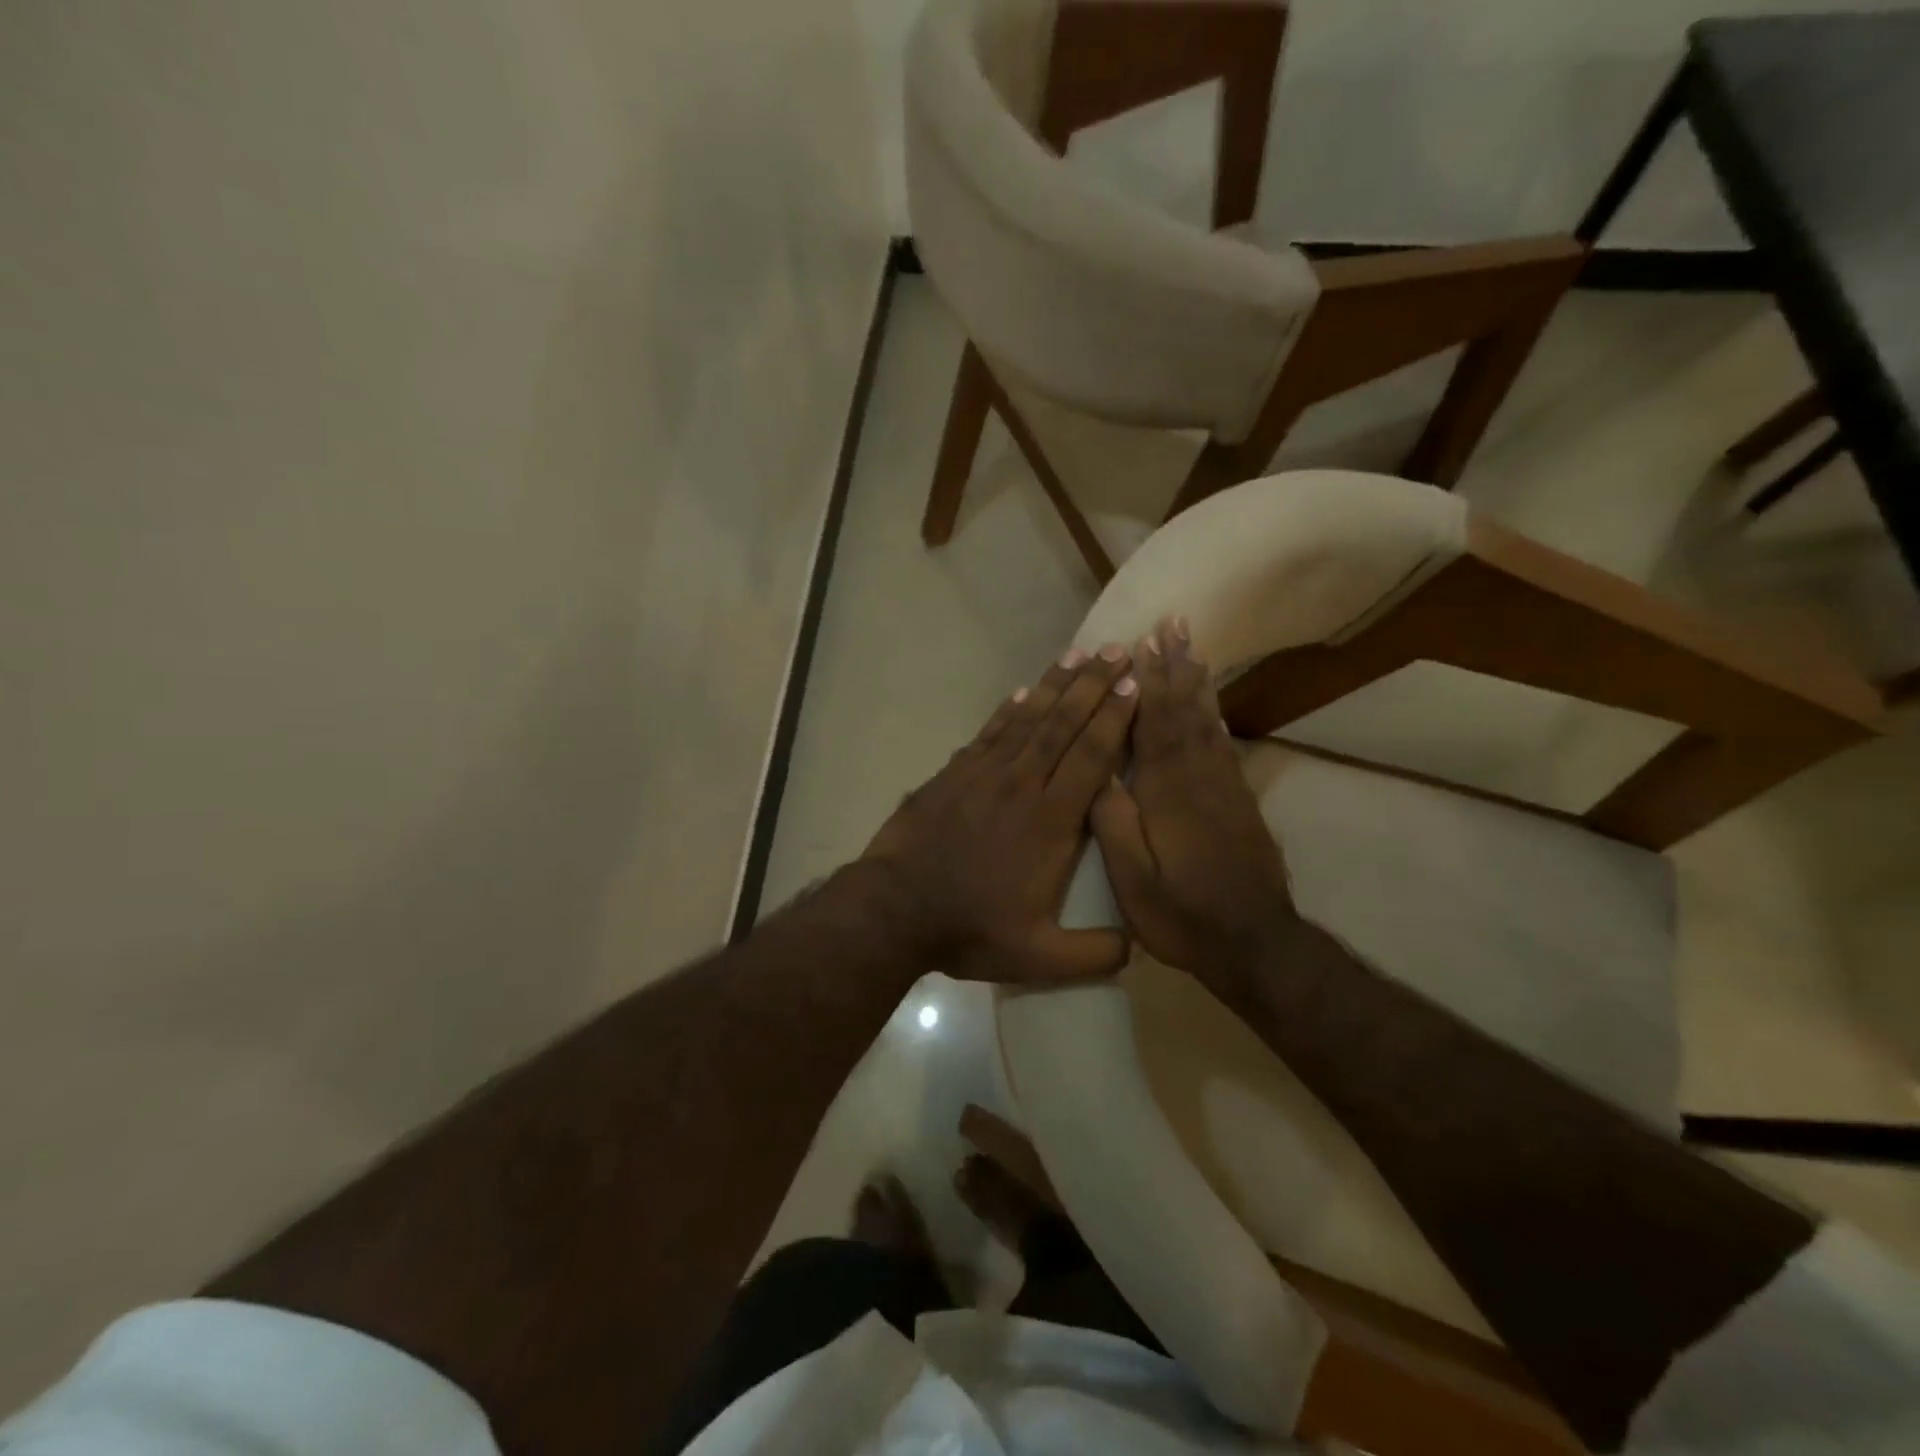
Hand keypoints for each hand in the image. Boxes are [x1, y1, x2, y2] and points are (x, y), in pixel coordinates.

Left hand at [862, 645, 1138, 983]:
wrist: (896, 909)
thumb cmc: (971, 928)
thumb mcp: (1039, 956)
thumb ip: (1094, 952)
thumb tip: (1139, 946)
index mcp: (1051, 821)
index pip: (1091, 757)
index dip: (1115, 719)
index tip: (1135, 685)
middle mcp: (1022, 785)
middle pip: (1064, 725)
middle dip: (1094, 686)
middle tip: (1119, 650)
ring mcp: (984, 774)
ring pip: (1028, 720)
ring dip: (1055, 685)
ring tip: (1079, 654)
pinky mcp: (953, 774)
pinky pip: (989, 733)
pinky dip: (1008, 710)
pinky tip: (1022, 691)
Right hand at [1090, 617, 1295, 1001]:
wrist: (1255, 945)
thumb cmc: (1183, 914)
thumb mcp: (1134, 880)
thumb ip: (1115, 823)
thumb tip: (1099, 773)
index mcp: (1169, 793)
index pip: (1155, 725)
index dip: (1149, 681)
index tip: (1143, 642)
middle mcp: (1200, 779)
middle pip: (1186, 712)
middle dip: (1177, 667)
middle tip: (1174, 624)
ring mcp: (1226, 790)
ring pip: (1209, 724)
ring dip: (1199, 684)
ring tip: (1193, 650)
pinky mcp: (1242, 804)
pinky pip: (1225, 748)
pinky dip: (1216, 718)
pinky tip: (1213, 707)